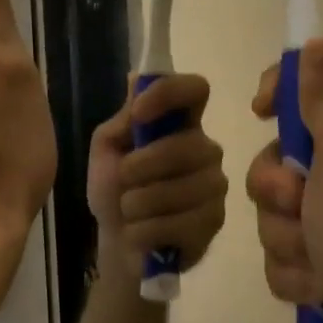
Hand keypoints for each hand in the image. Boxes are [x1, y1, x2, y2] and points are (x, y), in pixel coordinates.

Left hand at [86, 74, 227, 281]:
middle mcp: (206, 149)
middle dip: (142, 166)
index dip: (169, 94)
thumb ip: (124, 119)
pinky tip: (140, 234)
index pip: (195, 89)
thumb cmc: (114, 191)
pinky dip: (145, 231)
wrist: (118, 244)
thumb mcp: (107, 151)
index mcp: (180, 124)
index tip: (139, 113)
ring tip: (129, 212)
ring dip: (138, 204)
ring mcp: (215, 186)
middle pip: (186, 145)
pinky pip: (179, 223)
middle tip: (123, 182)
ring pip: (180, 189)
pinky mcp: (215, 221)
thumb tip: (136, 77)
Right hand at [246, 40, 322, 322]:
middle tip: (297, 203)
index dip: (285, 90)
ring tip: (316, 256)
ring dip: (284, 234)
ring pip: (276, 207)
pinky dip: (295, 269)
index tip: (261, 111)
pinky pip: (284, 250)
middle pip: (283, 152)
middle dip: (276, 185)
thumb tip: (320, 40)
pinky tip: (319, 285)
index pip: (320, 81)